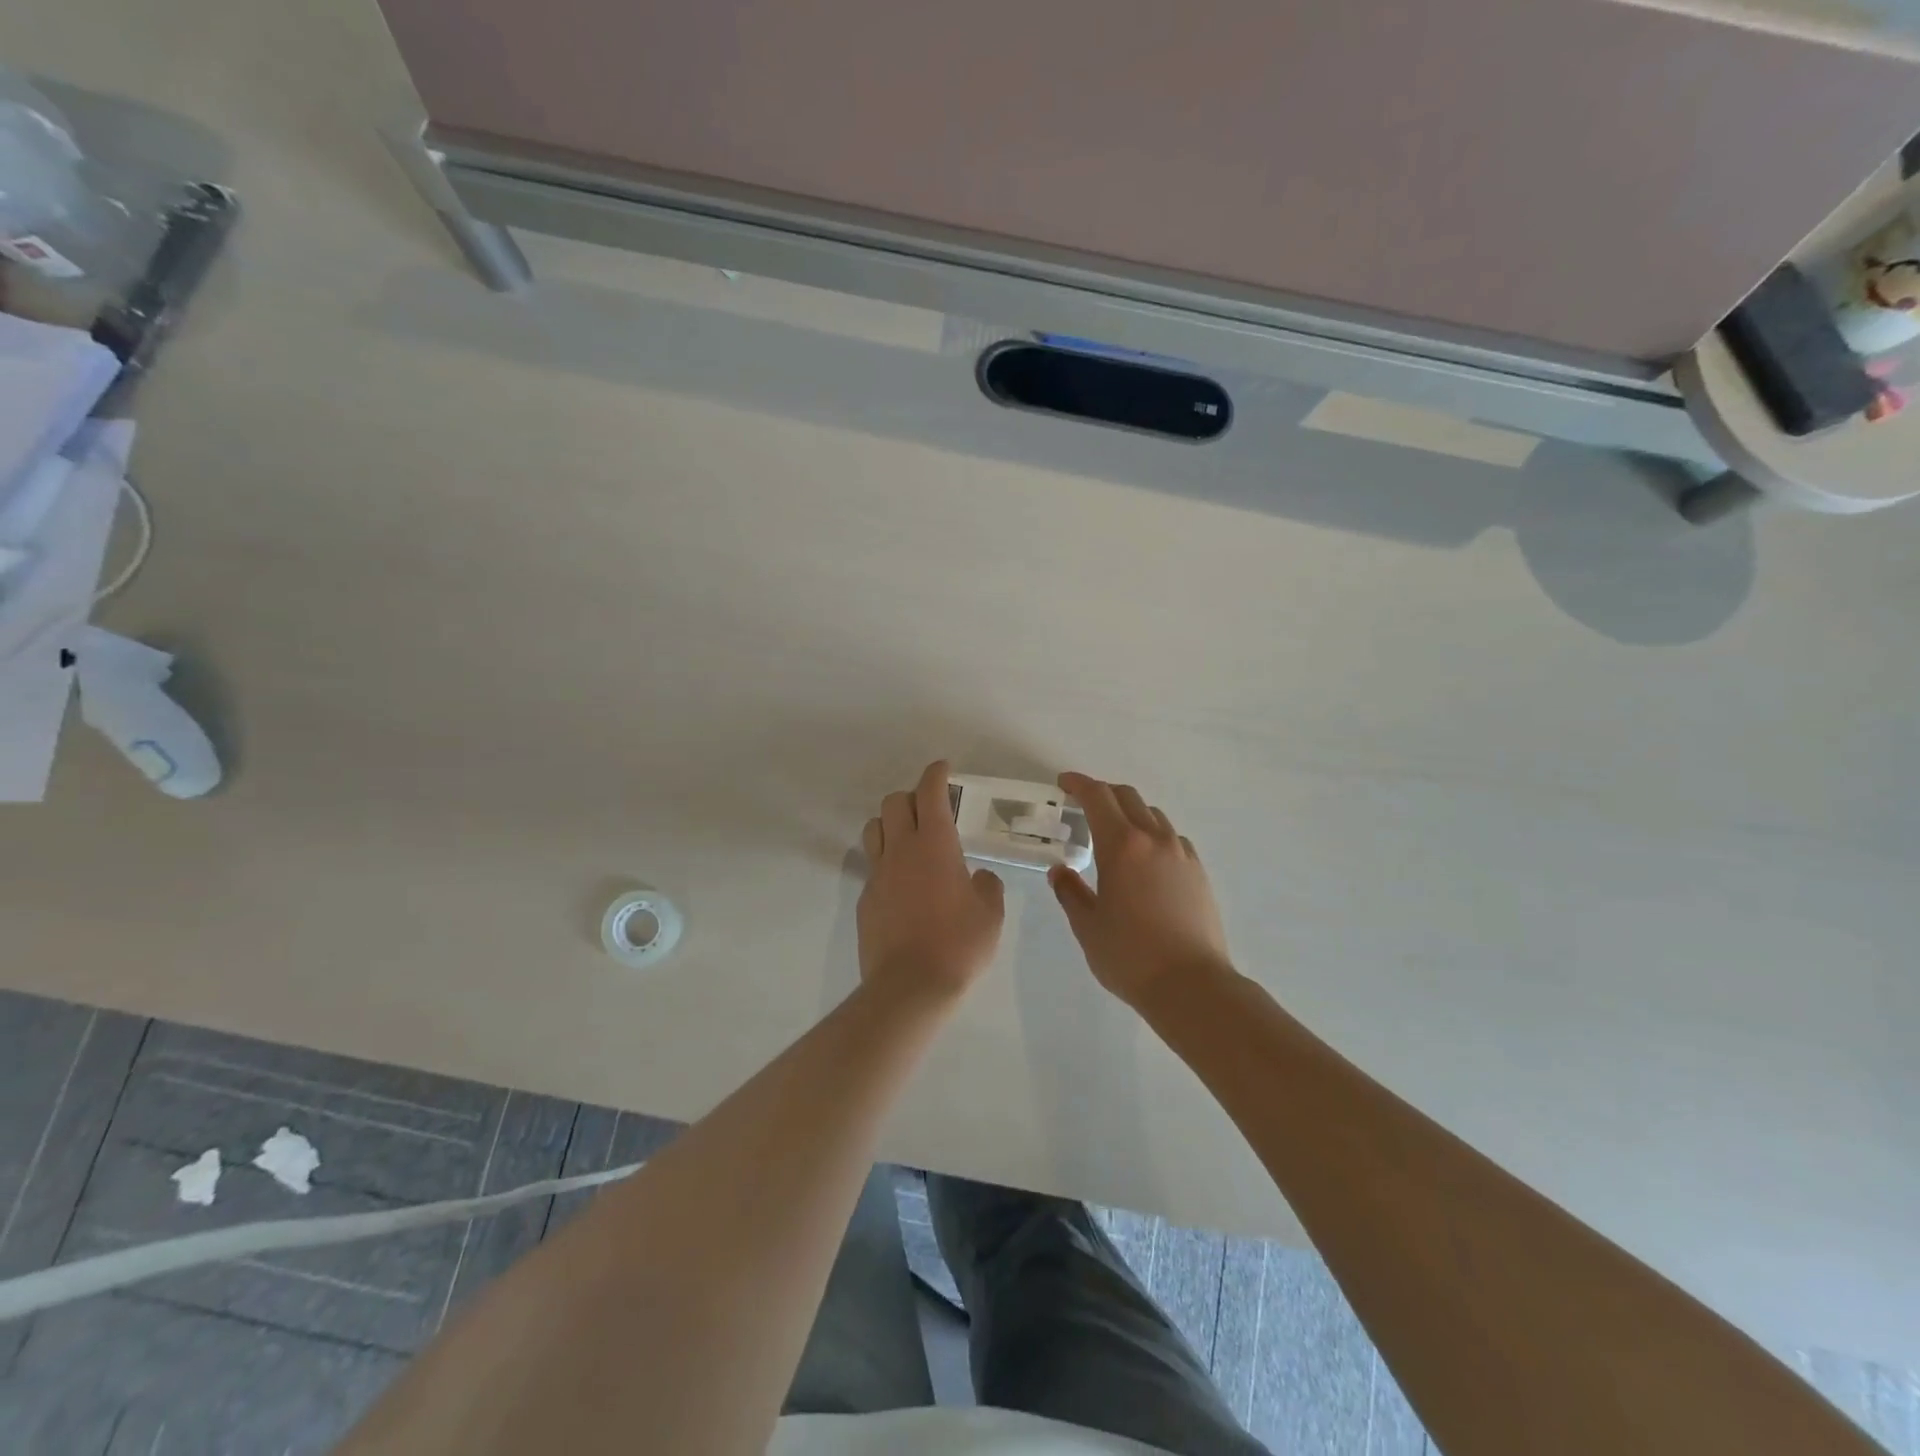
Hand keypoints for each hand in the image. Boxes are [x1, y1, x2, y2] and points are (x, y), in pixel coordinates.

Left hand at [858, 761, 1005, 1001]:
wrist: (910, 986)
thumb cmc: (958, 944)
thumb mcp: (990, 914)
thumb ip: (986, 886)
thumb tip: (977, 878)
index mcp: (935, 845)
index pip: (930, 793)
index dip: (936, 774)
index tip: (942, 768)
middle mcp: (901, 850)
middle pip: (894, 802)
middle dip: (912, 796)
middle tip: (931, 809)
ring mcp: (878, 874)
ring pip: (874, 828)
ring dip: (891, 823)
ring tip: (909, 839)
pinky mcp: (865, 899)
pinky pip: (872, 866)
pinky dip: (886, 861)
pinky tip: (903, 883)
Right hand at [1049, 772, 1235, 1009]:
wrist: (1192, 985)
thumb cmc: (1130, 955)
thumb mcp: (1087, 926)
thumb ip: (1070, 892)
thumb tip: (1060, 871)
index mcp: (1122, 846)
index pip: (1098, 797)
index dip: (1078, 784)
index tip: (1063, 783)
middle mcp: (1154, 839)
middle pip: (1128, 797)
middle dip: (1103, 794)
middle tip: (1083, 806)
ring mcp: (1182, 854)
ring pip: (1153, 816)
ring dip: (1130, 814)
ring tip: (1114, 835)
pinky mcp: (1199, 872)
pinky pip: (1172, 838)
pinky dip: (1153, 836)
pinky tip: (1146, 861)